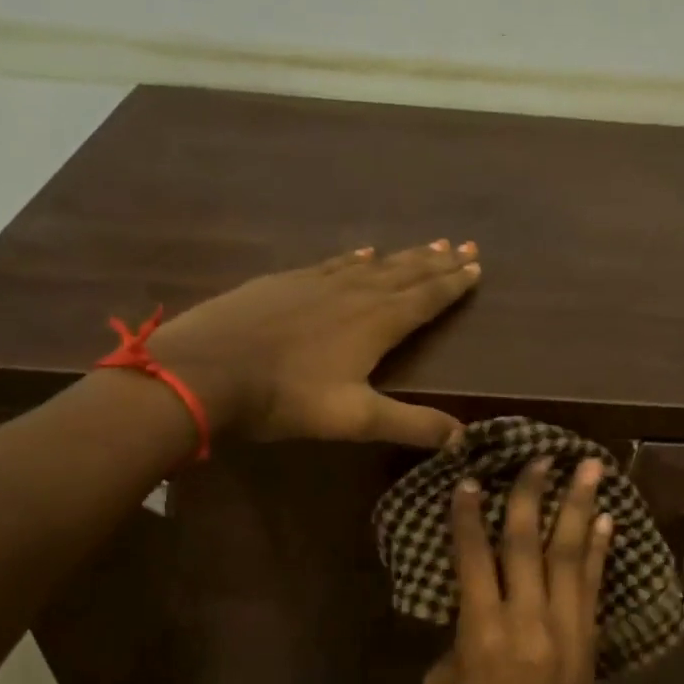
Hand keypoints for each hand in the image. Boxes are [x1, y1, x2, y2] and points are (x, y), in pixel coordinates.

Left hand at [143, 241, 480, 446]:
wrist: (207, 370)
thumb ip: (411, 424)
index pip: (426, 298)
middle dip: (437, 262)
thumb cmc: (286, 397)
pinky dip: (355, 257)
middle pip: (405, 273)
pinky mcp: (285, 281)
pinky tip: (360, 252)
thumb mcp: (355, 419)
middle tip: (464, 246)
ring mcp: (317, 282)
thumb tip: (463, 437)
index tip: (476, 267)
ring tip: (428, 245)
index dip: (453, 285)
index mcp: (377, 322)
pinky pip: (333, 262)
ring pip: (372, 264)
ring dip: (403, 256)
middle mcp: (354, 292)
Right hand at [423, 453, 614, 683]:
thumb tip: (476, 619)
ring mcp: (568, 637)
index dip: (470, 517)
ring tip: (591, 468)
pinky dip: (600, 553)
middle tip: (541, 455)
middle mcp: (530, 626)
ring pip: (572, 558)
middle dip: (533, 496)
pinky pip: (593, 591)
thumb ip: (459, 647)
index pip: (475, 560)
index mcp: (483, 639)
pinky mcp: (589, 652)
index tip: (470, 479)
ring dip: (580, 509)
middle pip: (530, 546)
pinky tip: (605, 525)